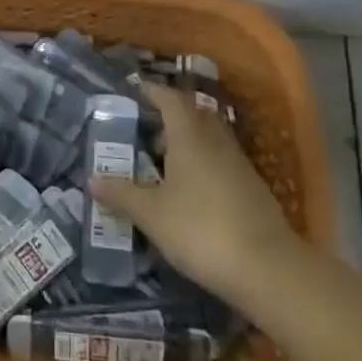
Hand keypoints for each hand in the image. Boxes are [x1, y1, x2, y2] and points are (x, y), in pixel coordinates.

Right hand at [91, 83, 299, 308]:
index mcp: (190, 137)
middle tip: (143, 129)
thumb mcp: (152, 215)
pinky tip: (187, 192)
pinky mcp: (252, 191)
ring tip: (159, 162)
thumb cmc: (201, 230)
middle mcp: (217, 142)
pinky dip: (201, 166)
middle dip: (169, 117)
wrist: (269, 270)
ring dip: (186, 143)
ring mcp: (239, 166)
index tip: (133, 90)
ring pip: (209, 140)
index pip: (170, 100)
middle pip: (193, 116)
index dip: (152, 91)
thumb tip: (92, 179)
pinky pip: (220, 163)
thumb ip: (121, 194)